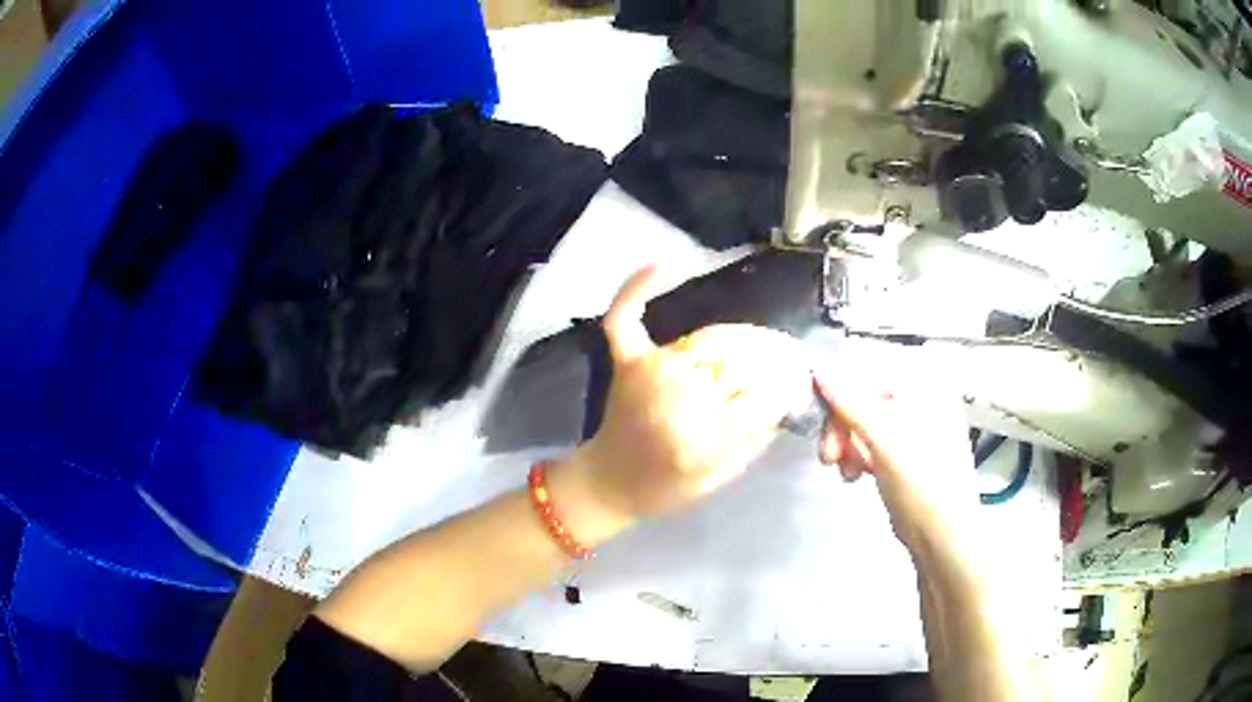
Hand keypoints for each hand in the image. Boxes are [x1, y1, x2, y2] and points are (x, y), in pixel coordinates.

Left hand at [555, 266, 812, 530]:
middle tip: (782, 363)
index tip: (798, 382)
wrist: (607, 484)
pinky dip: (639, 288)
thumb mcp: (722, 477)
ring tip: (755, 347)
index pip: (763, 398)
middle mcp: (676, 400)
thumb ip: (755, 436)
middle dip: (769, 361)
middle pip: (739, 362)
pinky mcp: (626, 361)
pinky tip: (663, 264)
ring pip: (708, 340)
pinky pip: (628, 317)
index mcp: (702, 440)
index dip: (787, 387)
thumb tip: (786, 393)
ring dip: (737, 341)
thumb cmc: (666, 489)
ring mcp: (647, 374)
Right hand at [815, 373, 980, 558]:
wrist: (942, 536)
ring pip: (863, 418)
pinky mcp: (904, 450)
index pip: (872, 366)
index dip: (840, 386)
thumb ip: (851, 403)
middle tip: (829, 454)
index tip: (817, 411)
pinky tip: (854, 474)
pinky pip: (870, 439)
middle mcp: (922, 397)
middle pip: (865, 394)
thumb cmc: (923, 484)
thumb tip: (818, 368)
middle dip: (841, 424)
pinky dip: (857, 453)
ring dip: (846, 441)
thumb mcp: (885, 441)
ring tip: (843, 470)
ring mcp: (914, 425)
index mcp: (926, 385)